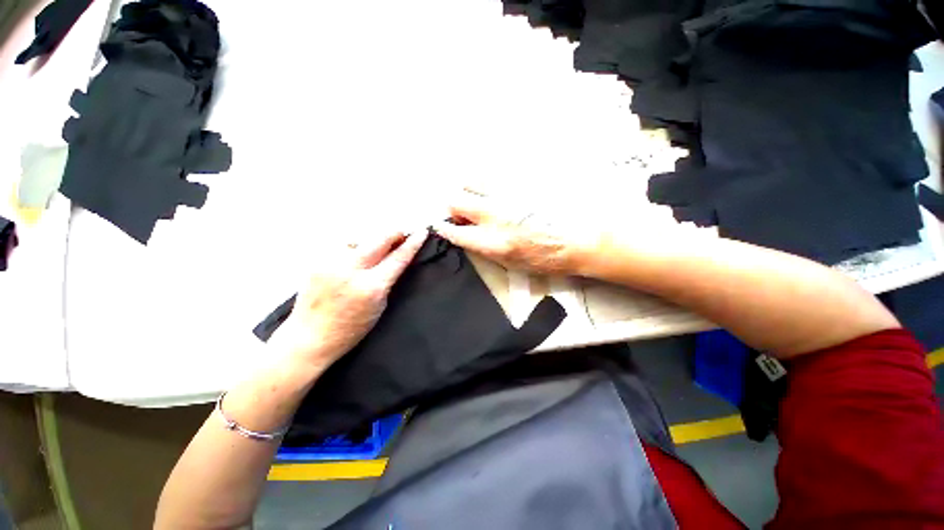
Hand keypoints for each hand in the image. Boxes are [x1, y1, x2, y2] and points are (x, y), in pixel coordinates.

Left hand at [272, 230, 427, 371]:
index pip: (398, 258)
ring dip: (372, 242)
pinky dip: (353, 248)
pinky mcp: (317, 260)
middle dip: (394, 233)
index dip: (413, 243)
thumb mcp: (380, 306)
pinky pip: (342, 246)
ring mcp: (331, 263)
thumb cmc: (349, 329)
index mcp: (371, 287)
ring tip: (375, 250)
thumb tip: (396, 258)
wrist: (309, 337)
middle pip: (380, 239)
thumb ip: (388, 280)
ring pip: (360, 239)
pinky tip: (353, 258)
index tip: (421, 232)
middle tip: (402, 233)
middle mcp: (350, 270)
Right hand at [432, 189, 602, 275]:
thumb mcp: (512, 264)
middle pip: (456, 201)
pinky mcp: (520, 184)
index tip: (441, 225)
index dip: (444, 228)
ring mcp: (508, 197)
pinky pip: (494, 177)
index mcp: (494, 242)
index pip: (456, 232)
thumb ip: (486, 249)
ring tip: (479, 199)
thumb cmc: (547, 259)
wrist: (580, 241)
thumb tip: (469, 235)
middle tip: (463, 213)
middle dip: (454, 207)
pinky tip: (497, 191)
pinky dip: (487, 184)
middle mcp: (496, 216)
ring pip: (472, 182)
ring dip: (469, 191)